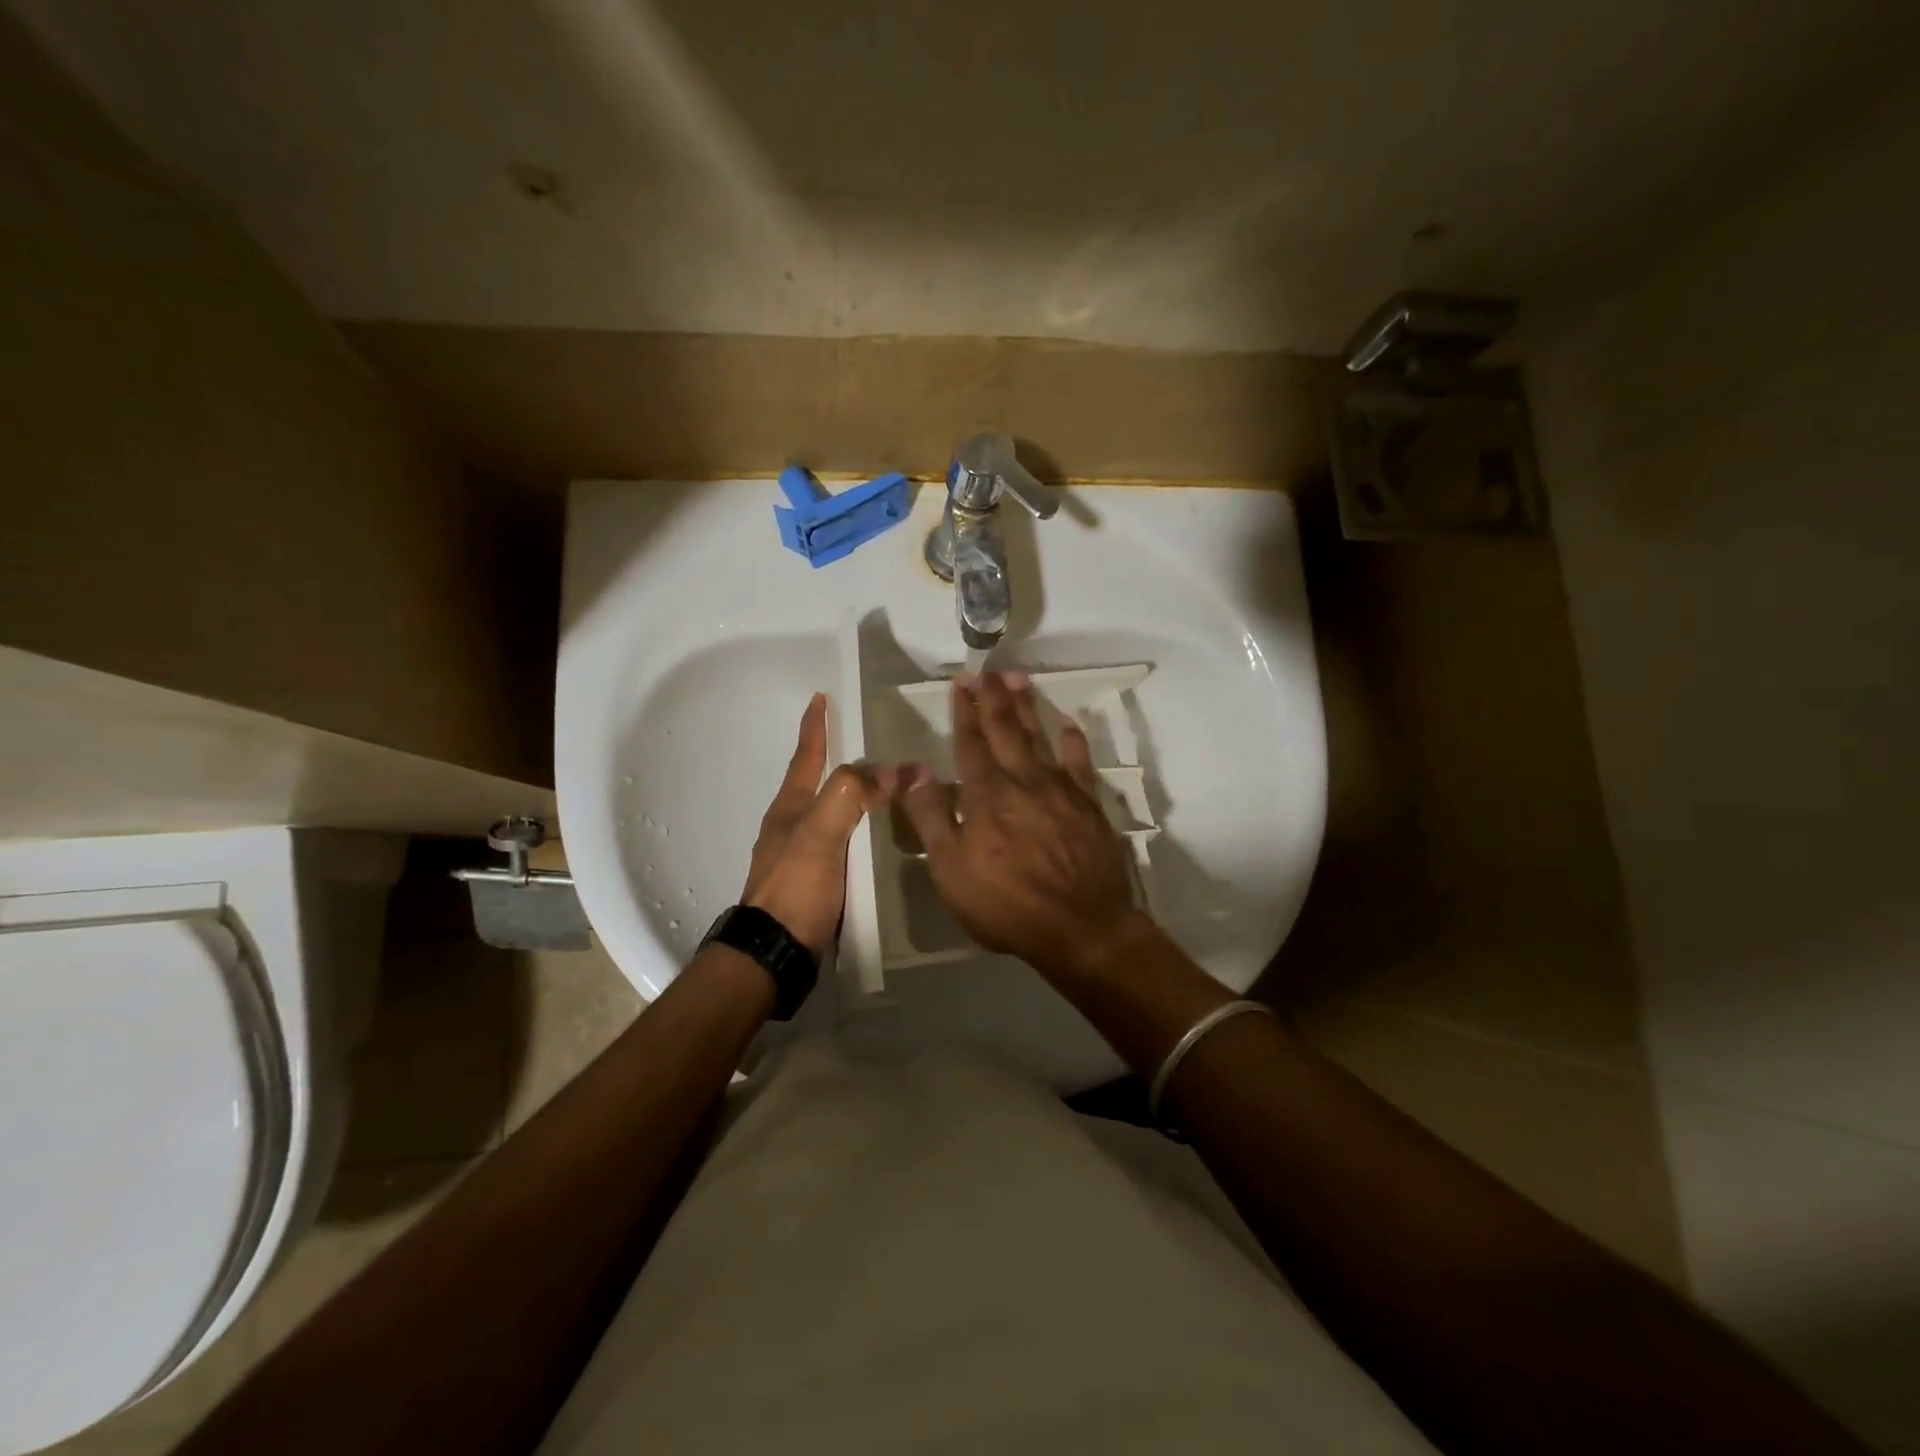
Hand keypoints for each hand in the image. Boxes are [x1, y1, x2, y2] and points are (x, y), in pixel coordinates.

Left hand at [741, 693, 879, 957]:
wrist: (775, 953)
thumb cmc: (794, 888)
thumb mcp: (820, 834)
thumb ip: (850, 796)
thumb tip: (893, 769)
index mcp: (790, 808)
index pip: (807, 757)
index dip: (815, 727)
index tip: (820, 698)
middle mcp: (793, 826)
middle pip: (818, 782)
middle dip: (839, 761)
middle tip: (870, 744)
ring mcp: (802, 856)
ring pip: (833, 813)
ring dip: (854, 797)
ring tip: (885, 789)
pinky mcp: (815, 883)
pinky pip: (843, 843)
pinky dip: (861, 831)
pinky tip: (879, 840)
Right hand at [891, 671, 1148, 982]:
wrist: (1081, 926)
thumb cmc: (1006, 904)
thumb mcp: (951, 869)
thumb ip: (932, 817)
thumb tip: (914, 771)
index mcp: (986, 794)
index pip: (970, 744)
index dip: (964, 713)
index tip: (961, 684)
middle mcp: (1023, 780)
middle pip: (1006, 730)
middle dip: (993, 699)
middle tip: (988, 671)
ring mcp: (1060, 790)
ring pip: (1041, 737)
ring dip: (1028, 707)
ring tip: (1019, 679)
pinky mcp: (1089, 804)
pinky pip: (1080, 762)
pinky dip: (1073, 740)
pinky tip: (1068, 724)